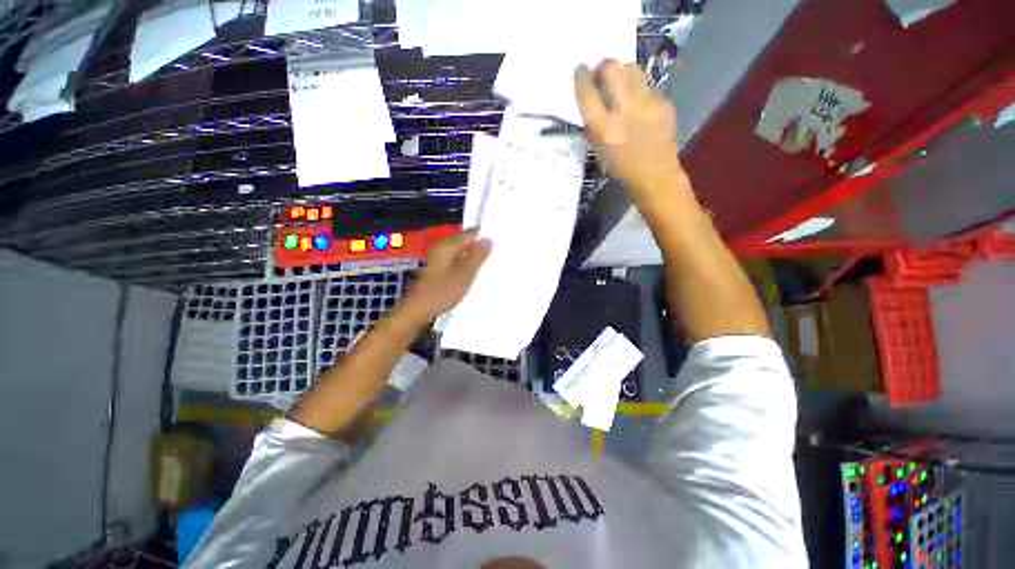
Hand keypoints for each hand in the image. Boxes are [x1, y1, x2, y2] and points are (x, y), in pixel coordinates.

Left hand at [400, 233, 492, 323]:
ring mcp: (439, 259)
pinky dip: (466, 265)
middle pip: (465, 242)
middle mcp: (442, 248)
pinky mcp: (439, 269)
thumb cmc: (443, 291)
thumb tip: (488, 239)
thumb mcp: (465, 274)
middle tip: (496, 256)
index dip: (484, 239)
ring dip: (474, 258)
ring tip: (488, 265)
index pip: (470, 234)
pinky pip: (457, 261)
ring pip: (461, 253)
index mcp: (447, 245)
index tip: (499, 247)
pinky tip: (474, 274)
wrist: (419, 310)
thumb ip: (477, 256)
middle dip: (480, 248)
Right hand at [574, 61, 685, 192]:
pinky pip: (647, 86)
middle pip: (612, 68)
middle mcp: (625, 111)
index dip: (581, 76)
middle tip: (602, 73)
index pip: (586, 91)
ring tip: (620, 85)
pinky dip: (638, 90)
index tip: (580, 70)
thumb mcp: (598, 148)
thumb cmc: (620, 168)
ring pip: (632, 70)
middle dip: (603, 66)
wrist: (655, 176)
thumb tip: (591, 94)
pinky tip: (639, 105)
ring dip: (622, 72)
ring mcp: (648, 104)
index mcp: (604, 128)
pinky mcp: (664, 102)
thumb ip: (593, 121)